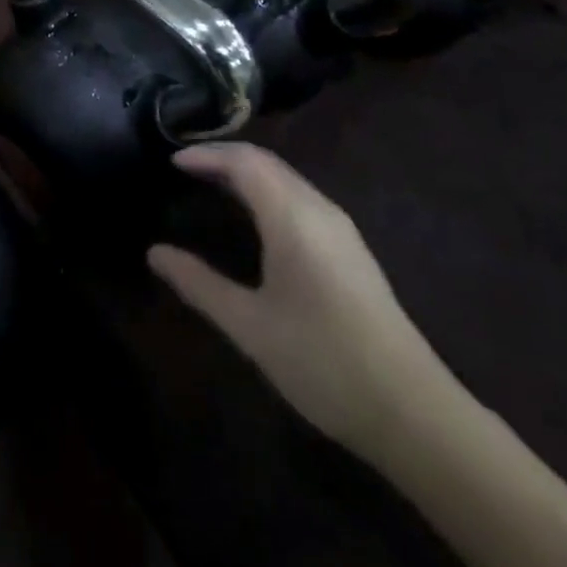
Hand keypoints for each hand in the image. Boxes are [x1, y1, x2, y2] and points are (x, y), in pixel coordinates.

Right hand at [148, 143, 444, 457]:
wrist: (413, 411)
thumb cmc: (322, 361)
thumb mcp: (249, 326)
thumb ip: (199, 283)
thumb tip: (154, 252)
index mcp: (293, 217)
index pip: (244, 162)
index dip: (207, 154)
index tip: (171, 160)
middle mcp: (319, 210)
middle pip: (267, 162)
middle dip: (224, 157)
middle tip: (185, 167)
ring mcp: (341, 229)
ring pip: (287, 179)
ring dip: (247, 172)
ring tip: (211, 185)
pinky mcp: (351, 250)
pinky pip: (300, 198)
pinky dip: (267, 190)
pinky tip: (254, 217)